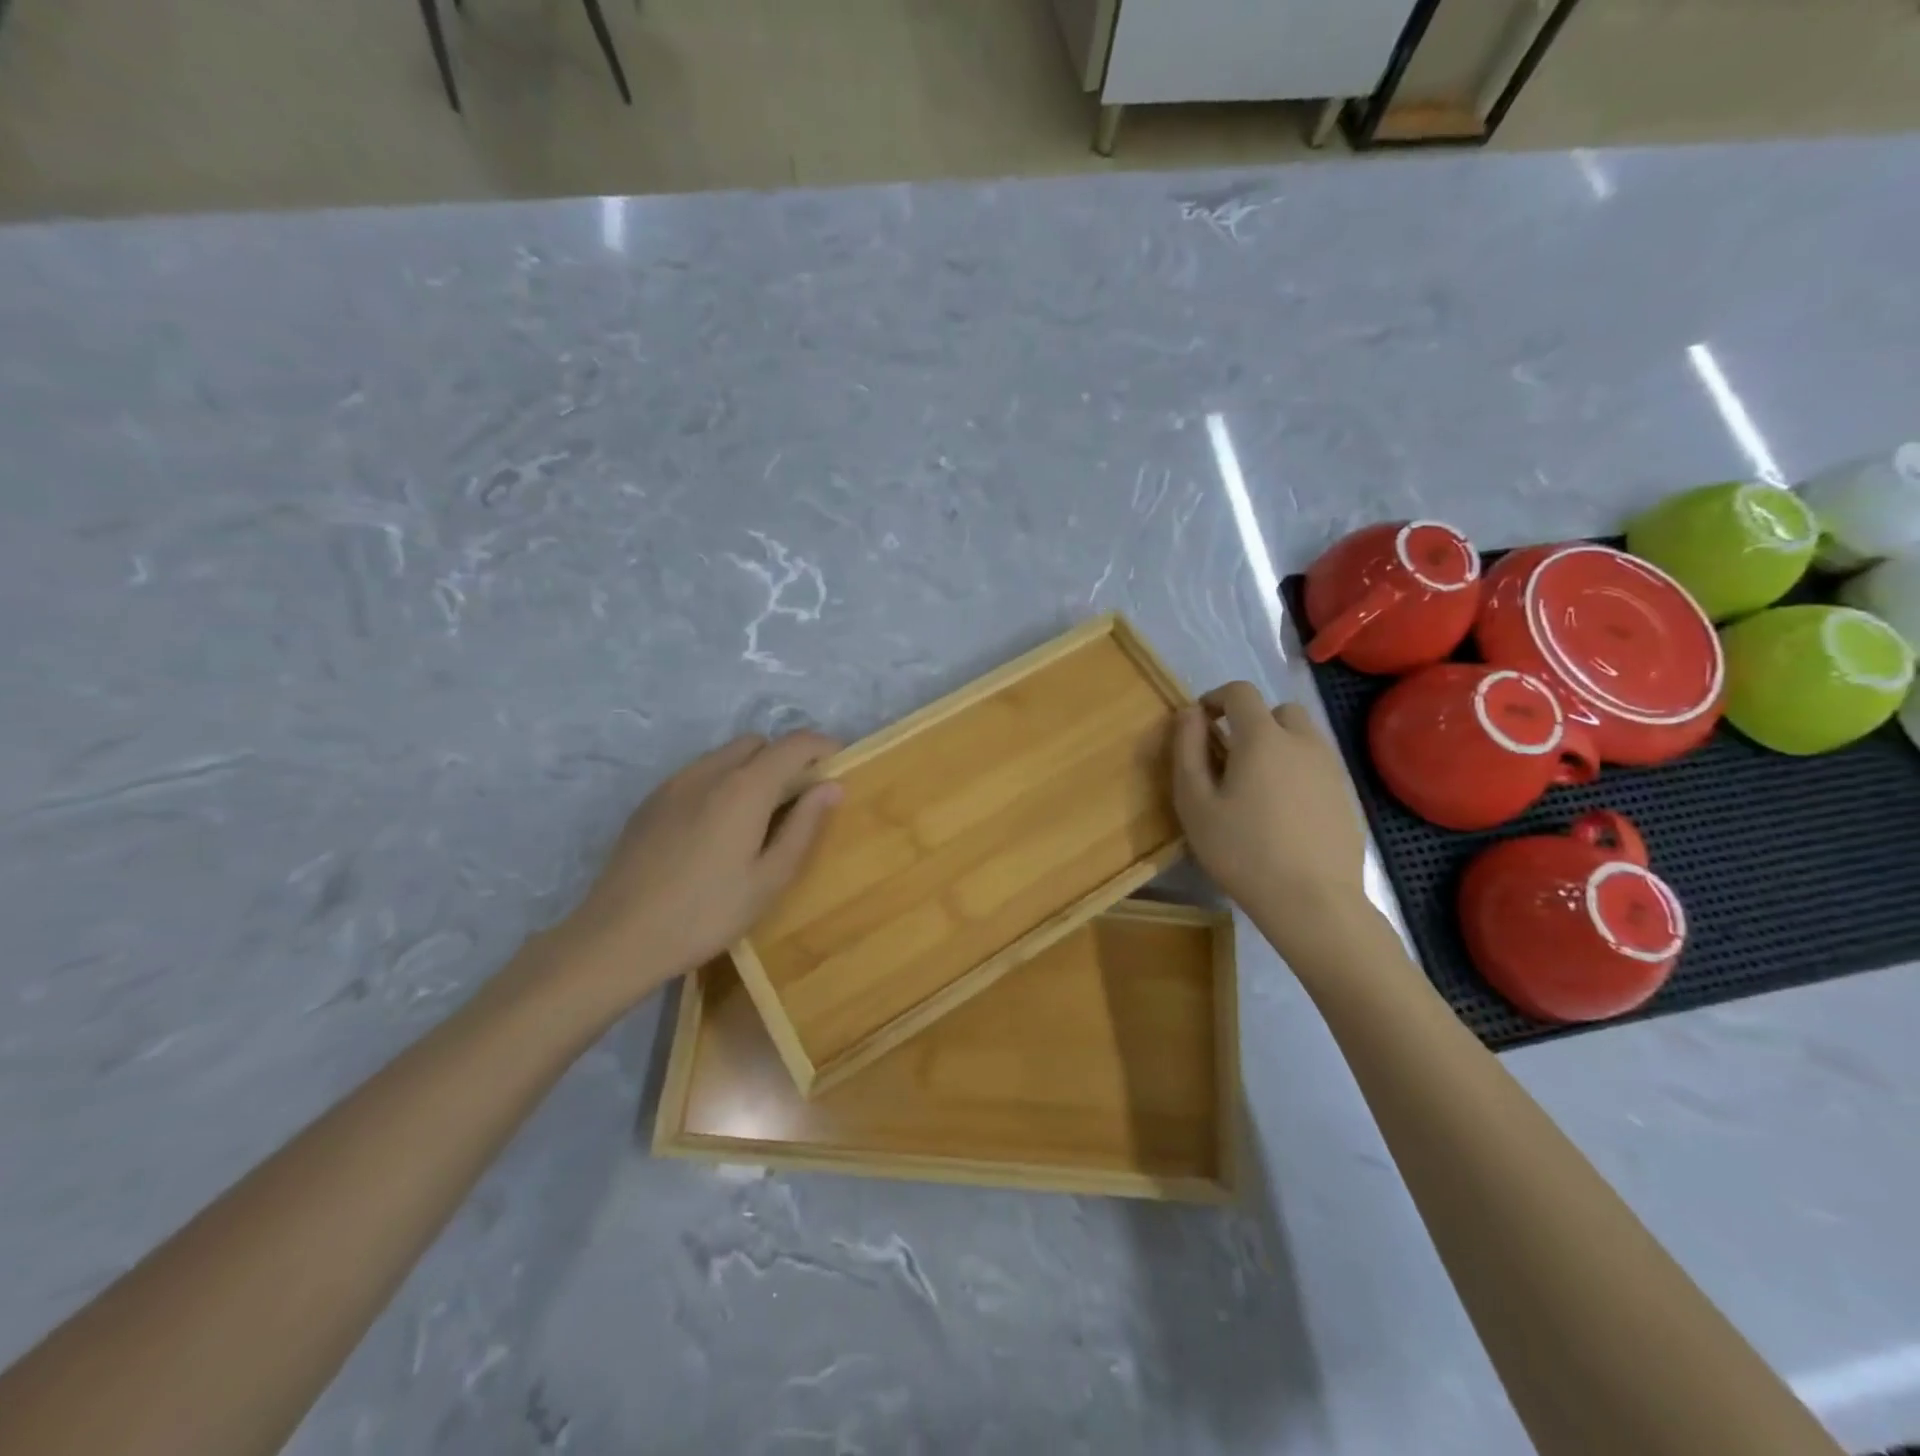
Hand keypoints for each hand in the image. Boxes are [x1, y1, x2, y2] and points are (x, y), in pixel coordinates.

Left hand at [552, 732, 842, 1010]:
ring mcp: (674, 783)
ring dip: (751, 770)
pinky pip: (697, 774)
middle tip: (798, 799)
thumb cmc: (706, 914)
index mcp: (745, 788)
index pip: (794, 744)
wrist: (617, 938)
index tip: (839, 764)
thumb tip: (830, 787)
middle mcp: (709, 771)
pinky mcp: (650, 801)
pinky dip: (720, 783)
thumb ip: (803, 827)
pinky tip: (716, 829)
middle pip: (758, 743)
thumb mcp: (768, 880)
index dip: (822, 747)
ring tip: (757, 817)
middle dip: (784, 758)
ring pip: (724, 756)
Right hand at [1172, 682, 1370, 947]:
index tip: (1199, 723)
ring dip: (1277, 745)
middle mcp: (1303, 741)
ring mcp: (1330, 768)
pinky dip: (1297, 772)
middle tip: (1230, 758)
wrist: (1313, 902)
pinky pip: (1316, 766)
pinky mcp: (1346, 796)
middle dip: (1251, 721)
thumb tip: (1189, 713)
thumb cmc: (1242, 851)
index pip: (1240, 692)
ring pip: (1302, 737)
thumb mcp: (1195, 803)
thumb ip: (1187, 751)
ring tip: (1256, 786)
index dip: (1215, 698)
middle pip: (1278, 710)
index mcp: (1263, 737)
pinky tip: (1283, 812)